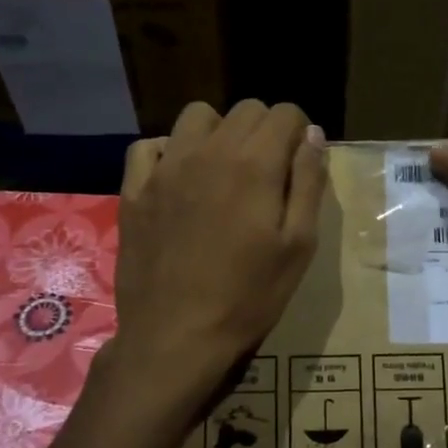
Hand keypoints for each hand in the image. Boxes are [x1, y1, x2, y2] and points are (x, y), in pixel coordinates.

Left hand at [103, 100, 326, 423]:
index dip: (299, 132)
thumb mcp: (298, 246)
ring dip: (219, 132)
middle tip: (267, 173)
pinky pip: (148, 146)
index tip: (299, 162)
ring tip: (223, 170)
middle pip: (245, 110)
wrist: (175, 337)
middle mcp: (208, 151)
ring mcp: (165, 168)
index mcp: (254, 164)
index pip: (284, 113)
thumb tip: (313, 135)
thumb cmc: (248, 297)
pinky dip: (168, 151)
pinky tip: (178, 179)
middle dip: (265, 130)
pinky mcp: (134, 190)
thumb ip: (308, 183)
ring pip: (197, 116)